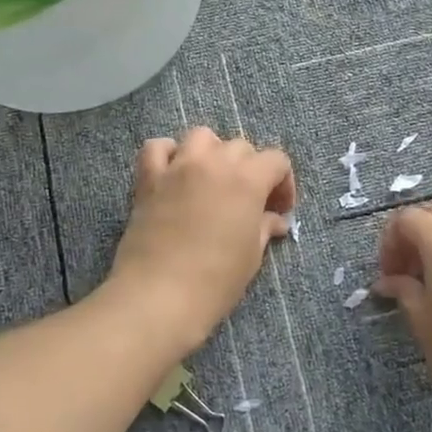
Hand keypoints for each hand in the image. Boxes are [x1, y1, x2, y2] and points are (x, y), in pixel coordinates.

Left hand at [104, 127, 296, 354]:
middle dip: (250, 169)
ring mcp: (178, 166)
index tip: (278, 210)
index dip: (283, 183)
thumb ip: (264, 228)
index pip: (276, 160)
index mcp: (247, 180)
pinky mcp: (148, 178)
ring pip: (201, 137)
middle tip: (248, 202)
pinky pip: (156, 148)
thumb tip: (275, 220)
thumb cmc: (215, 280)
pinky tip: (173, 174)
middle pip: (240, 147)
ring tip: (211, 179)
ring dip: (212, 152)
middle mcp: (214, 163)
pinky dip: (167, 154)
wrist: (159, 295)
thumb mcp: (251, 256)